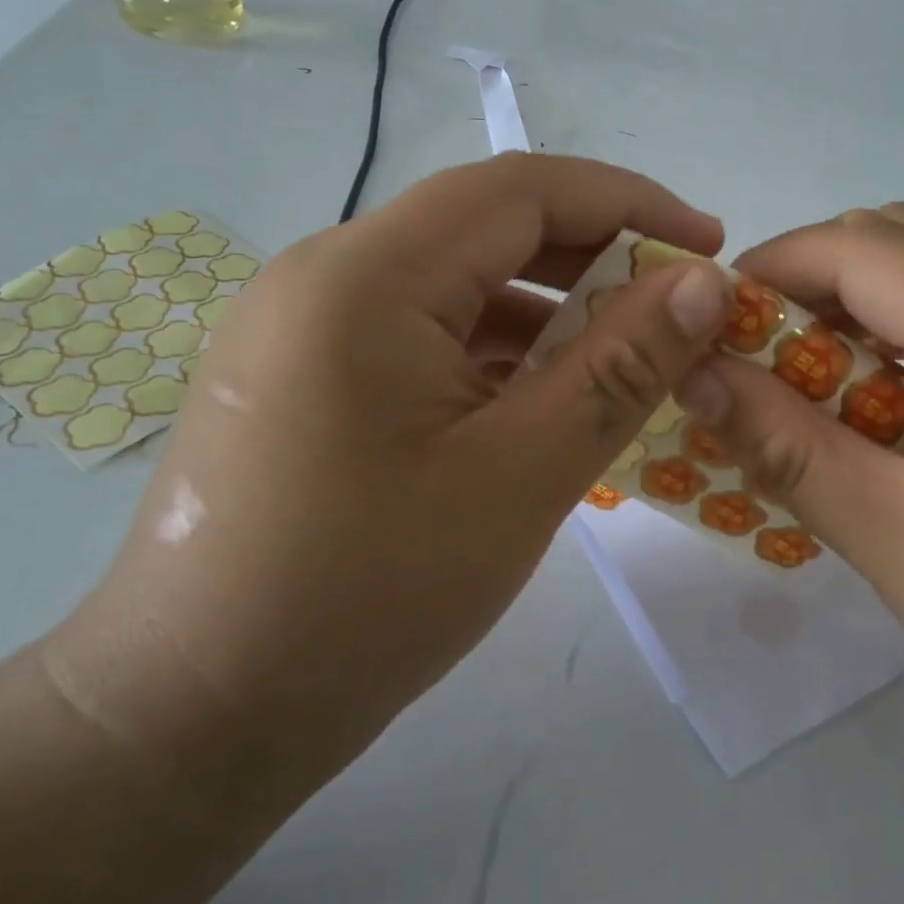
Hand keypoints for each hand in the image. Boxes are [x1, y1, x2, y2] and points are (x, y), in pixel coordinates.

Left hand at [45, 155, 729, 807]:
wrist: (195, 715)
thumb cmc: (366, 596)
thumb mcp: (520, 476)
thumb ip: (620, 368)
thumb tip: (703, 286)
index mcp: (365, 275)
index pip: (519, 188)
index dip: (627, 203)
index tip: (708, 245)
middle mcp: (323, 275)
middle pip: (484, 228)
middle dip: (592, 256)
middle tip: (676, 306)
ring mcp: (303, 327)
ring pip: (453, 285)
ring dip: (545, 310)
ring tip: (622, 359)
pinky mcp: (303, 377)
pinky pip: (419, 334)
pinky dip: (492, 352)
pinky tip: (538, 400)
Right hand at [674, 204, 903, 796]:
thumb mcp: (890, 533)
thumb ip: (783, 442)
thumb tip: (692, 373)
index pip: (859, 245)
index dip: (769, 270)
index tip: (708, 328)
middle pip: (898, 239)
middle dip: (808, 284)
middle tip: (755, 363)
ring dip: (858, 307)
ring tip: (812, 387)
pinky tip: (888, 407)